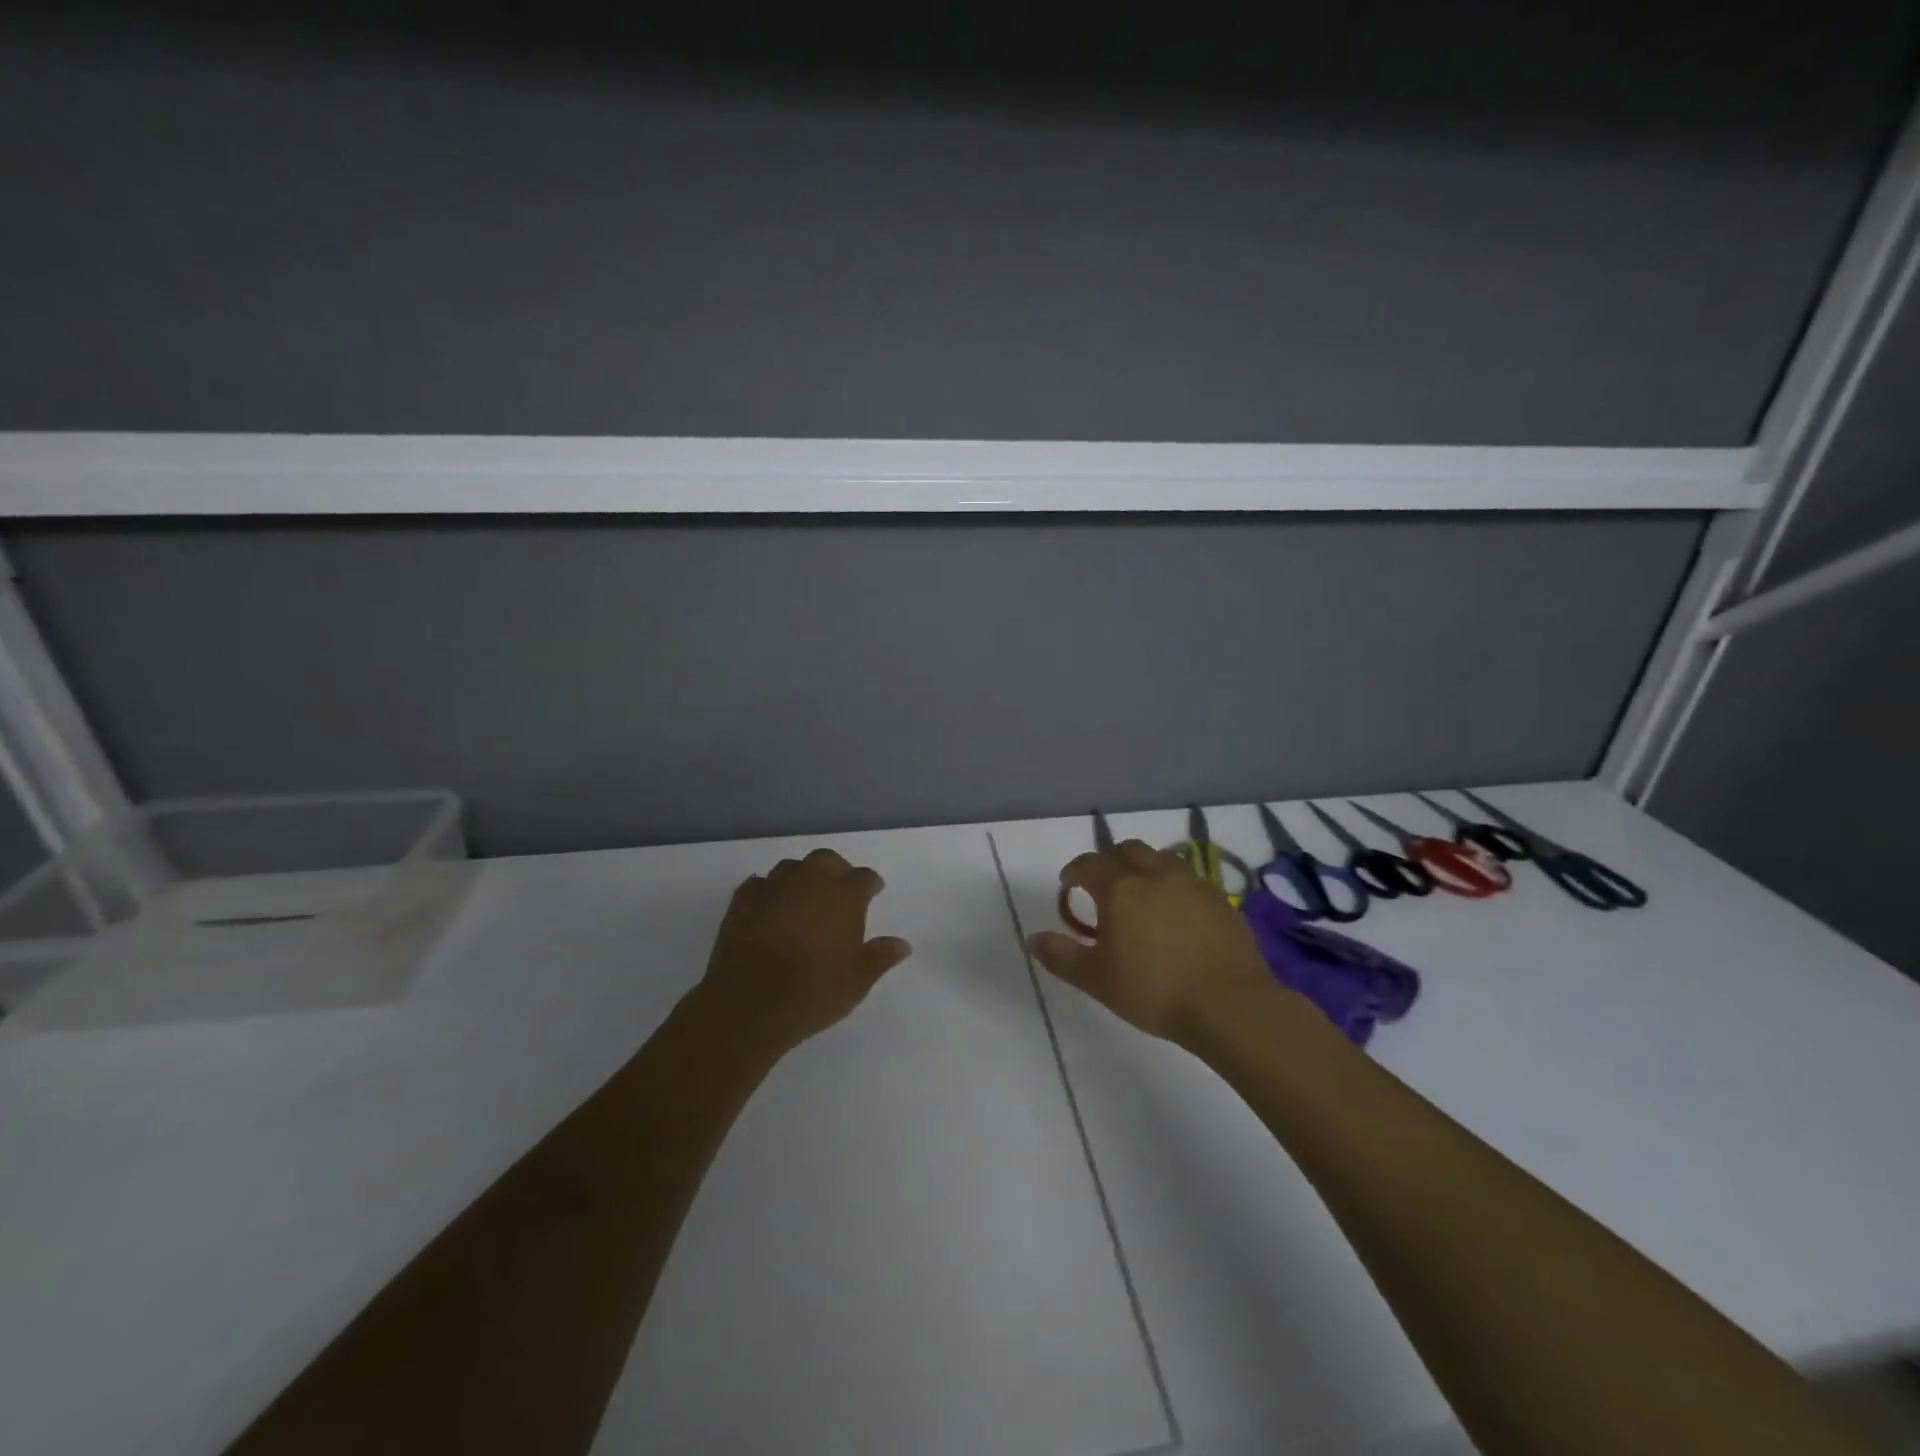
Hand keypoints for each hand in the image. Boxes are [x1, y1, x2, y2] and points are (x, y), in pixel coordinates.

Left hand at [697, 847, 913, 1054]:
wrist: (748, 1003)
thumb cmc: (812, 992)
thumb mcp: (856, 982)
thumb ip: (880, 957)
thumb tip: (902, 944)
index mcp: (843, 896)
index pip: (864, 878)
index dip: (871, 884)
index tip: (874, 892)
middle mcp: (810, 882)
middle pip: (826, 860)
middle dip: (836, 870)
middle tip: (838, 889)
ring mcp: (773, 888)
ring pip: (791, 867)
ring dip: (800, 877)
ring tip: (802, 897)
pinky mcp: (742, 901)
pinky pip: (758, 885)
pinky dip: (767, 891)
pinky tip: (768, 906)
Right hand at [1028, 839, 1273, 1044]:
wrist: (1228, 1004)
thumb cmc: (1154, 990)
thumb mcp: (1097, 980)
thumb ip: (1062, 956)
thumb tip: (1033, 939)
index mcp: (1120, 888)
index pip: (1089, 864)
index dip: (1074, 871)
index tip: (1068, 884)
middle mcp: (1155, 875)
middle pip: (1127, 850)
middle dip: (1109, 861)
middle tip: (1103, 885)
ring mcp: (1191, 883)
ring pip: (1161, 859)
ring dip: (1144, 868)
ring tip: (1140, 894)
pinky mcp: (1220, 900)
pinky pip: (1189, 880)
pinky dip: (1174, 887)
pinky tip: (1176, 914)